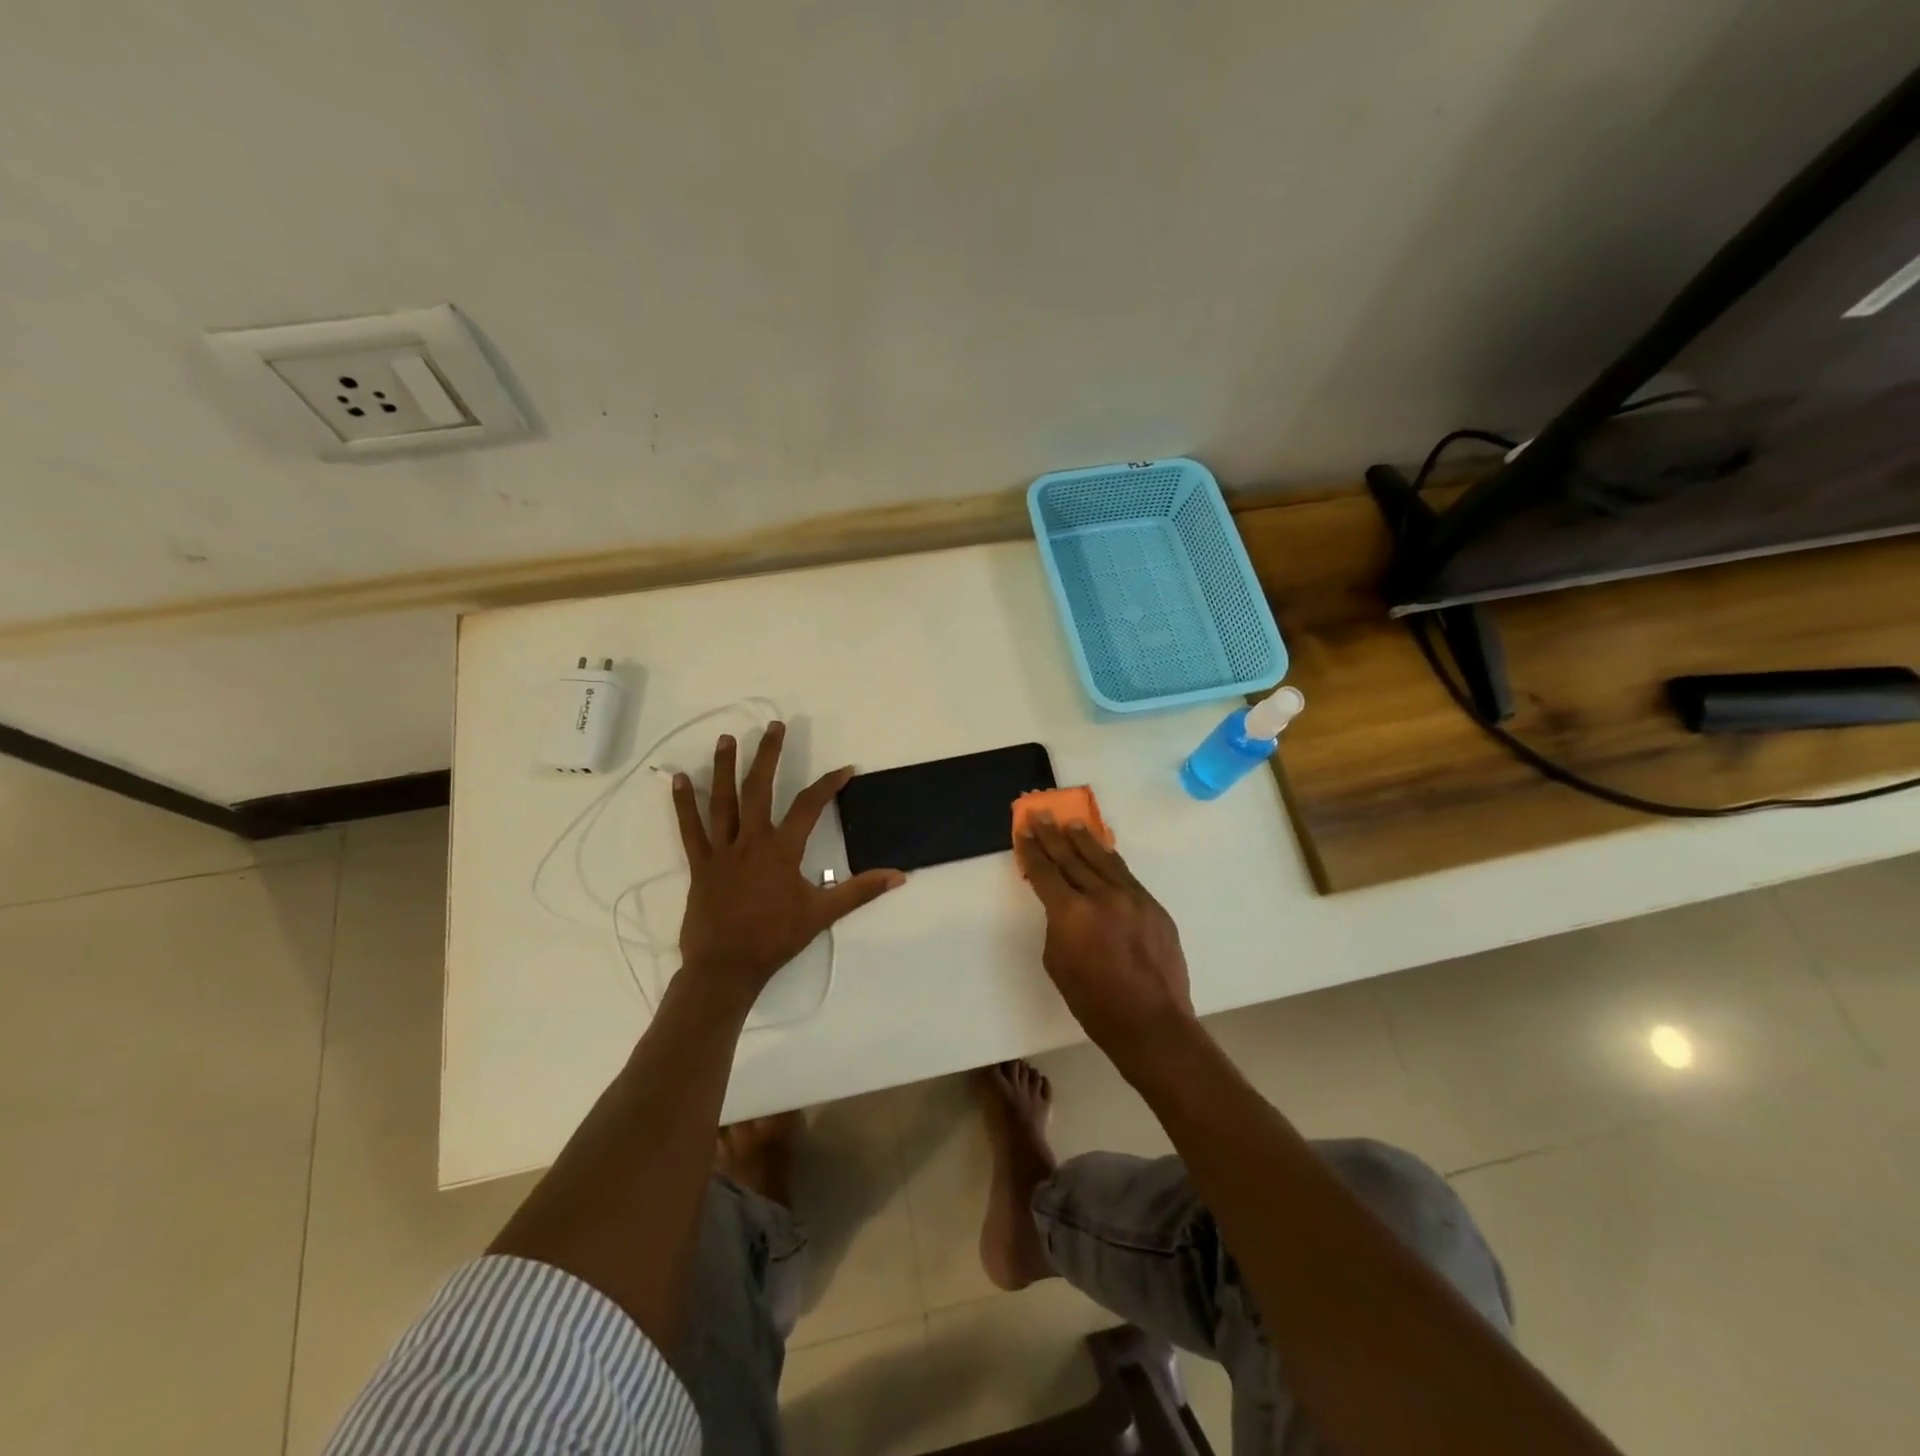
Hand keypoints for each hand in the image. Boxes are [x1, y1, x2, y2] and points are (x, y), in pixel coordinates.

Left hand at [671, 723, 904, 1014]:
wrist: (726, 968)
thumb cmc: (776, 939)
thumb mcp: (822, 914)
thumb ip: (860, 891)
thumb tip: (898, 876)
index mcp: (782, 851)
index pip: (809, 806)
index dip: (828, 784)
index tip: (845, 769)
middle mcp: (751, 841)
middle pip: (760, 789)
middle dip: (768, 755)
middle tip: (774, 727)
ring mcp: (722, 851)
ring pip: (723, 801)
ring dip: (726, 767)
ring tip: (728, 738)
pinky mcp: (700, 864)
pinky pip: (690, 829)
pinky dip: (683, 804)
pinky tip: (679, 779)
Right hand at [1015, 817, 1194, 1058]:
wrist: (1151, 1023)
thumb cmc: (1094, 1003)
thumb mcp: (1058, 963)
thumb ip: (1057, 925)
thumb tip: (1064, 907)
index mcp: (1071, 913)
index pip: (1045, 871)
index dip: (1031, 850)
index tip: (1023, 830)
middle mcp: (1102, 896)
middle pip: (1072, 857)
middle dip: (1053, 836)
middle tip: (1042, 814)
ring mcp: (1132, 898)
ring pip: (1103, 860)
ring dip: (1084, 840)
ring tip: (1072, 824)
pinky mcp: (1154, 906)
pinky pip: (1126, 876)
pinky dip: (1110, 861)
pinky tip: (1103, 853)